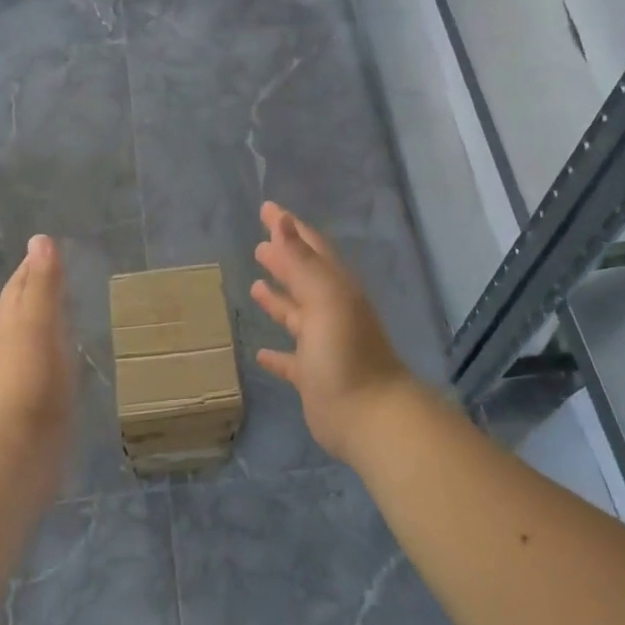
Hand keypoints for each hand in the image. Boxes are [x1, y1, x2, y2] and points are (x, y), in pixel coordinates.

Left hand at [0, 235, 75, 463]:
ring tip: (63, 310)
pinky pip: (44, 363)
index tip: (44, 248)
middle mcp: (10, 345)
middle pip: (18, 309)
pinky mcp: (35, 401)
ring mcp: (21, 375)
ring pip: (30, 337)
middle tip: (54, 273)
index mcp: (11, 324)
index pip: (18, 286)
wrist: (22, 446)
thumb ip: (43, 284)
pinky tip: (66, 356)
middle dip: (32, 290)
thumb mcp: (39, 323)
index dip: (29, 267)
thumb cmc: (32, 379)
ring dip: (43, 320)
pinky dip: (54, 349)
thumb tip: (41, 239)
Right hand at [250, 202, 413, 460]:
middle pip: (304, 279)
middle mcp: (331, 312)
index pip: (311, 249)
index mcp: (337, 290)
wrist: (368, 415)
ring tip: (255, 286)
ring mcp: (323, 345)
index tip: (267, 209)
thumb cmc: (346, 352)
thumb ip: (302, 262)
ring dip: (278, 300)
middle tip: (259, 245)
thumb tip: (281, 221)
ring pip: (297, 316)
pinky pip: (291, 360)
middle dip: (284, 259)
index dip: (290, 228)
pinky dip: (277, 354)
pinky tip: (261, 352)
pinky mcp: (313, 376)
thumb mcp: (325, 299)